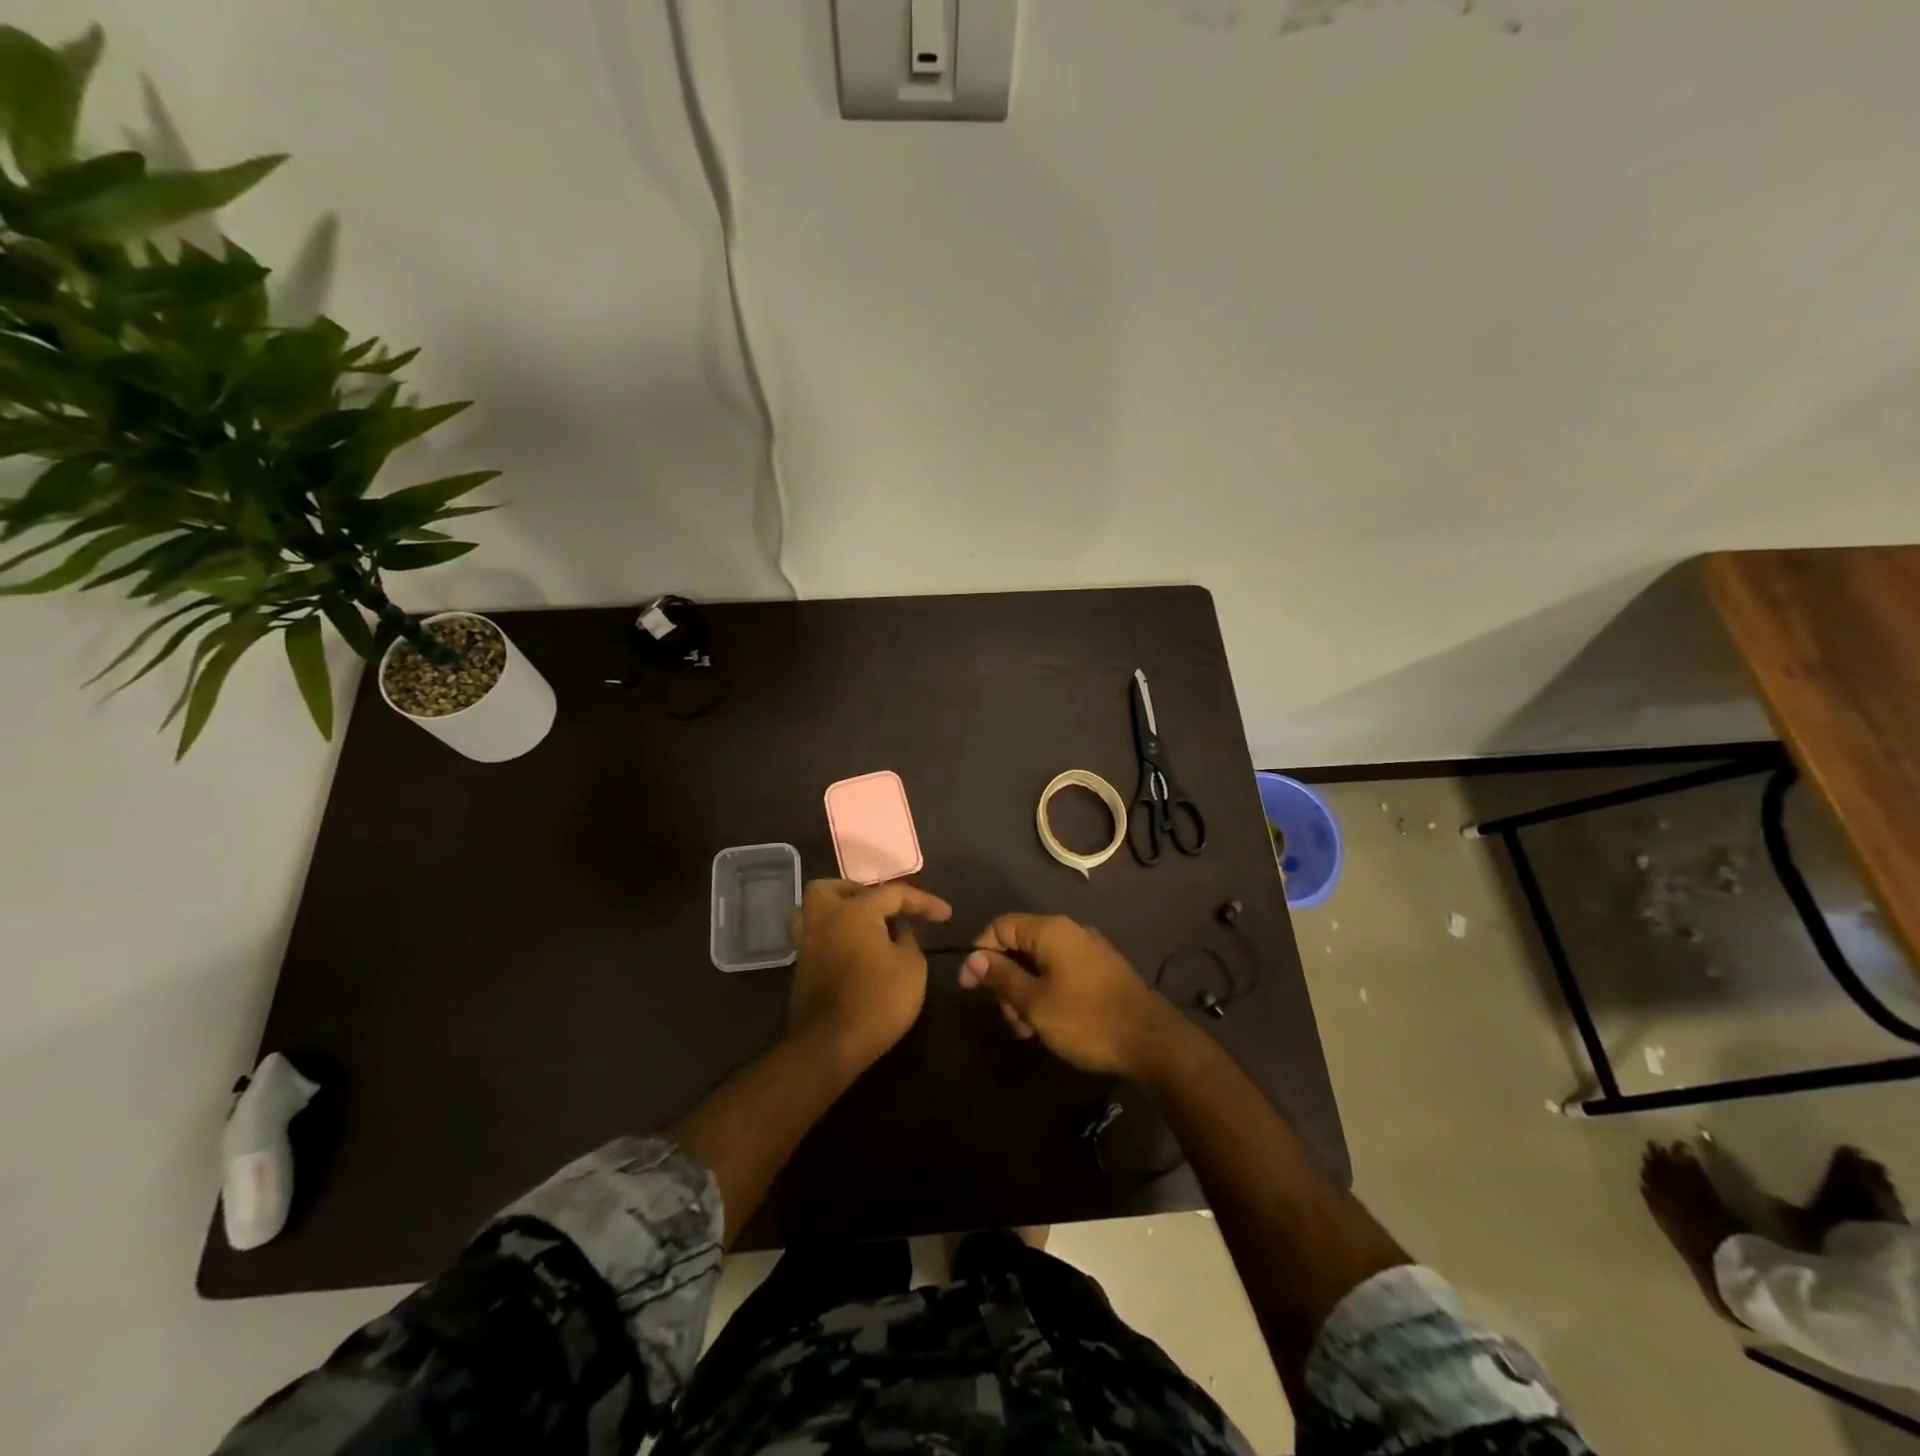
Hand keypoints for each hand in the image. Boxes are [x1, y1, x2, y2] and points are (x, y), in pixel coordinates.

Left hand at [788, 879, 952, 1072]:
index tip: (945, 915)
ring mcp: (807, 943)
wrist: (830, 1046)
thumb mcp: (912, 968)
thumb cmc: (878, 1001)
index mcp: (855, 911)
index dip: (923, 902)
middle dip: (860, 892)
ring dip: (837, 911)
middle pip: (834, 888)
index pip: (894, 893)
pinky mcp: (800, 967)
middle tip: (883, 910)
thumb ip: (908, 939)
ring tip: (862, 927)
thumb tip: (898, 930)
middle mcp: (825, 918)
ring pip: (814, 910)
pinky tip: (851, 950)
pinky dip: (832, 935)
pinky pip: (815, 936)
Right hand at [959, 913, 1176, 1077]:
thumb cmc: (1086, 1019)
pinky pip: (1060, 973)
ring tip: (1027, 1030)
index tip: (969, 987)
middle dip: (1005, 980)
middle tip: (1008, 1018)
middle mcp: (1069, 931)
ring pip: (1039, 964)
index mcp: (1051, 930)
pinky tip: (1047, 1024)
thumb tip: (974, 957)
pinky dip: (1045, 994)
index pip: (1001, 925)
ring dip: (1024, 993)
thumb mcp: (1034, 1002)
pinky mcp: (1100, 971)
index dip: (980, 953)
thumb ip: (1002, 977)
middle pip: (1020, 945)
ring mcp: (1088, 951)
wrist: (1152, 1041)